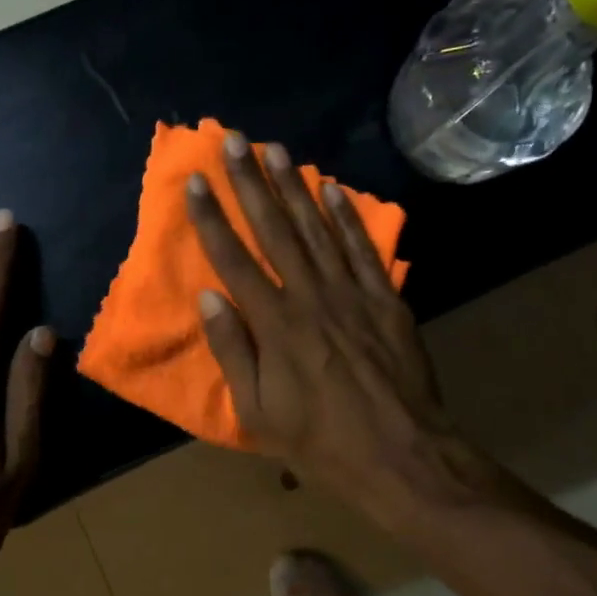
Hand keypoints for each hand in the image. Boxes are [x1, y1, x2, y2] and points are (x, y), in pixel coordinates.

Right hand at [185, 133, 500, 526]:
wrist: (400, 454)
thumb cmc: (320, 441)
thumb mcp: (258, 412)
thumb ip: (233, 351)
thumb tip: (208, 298)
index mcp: (274, 326)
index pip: (233, 260)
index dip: (211, 218)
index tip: (196, 182)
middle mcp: (310, 297)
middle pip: (274, 230)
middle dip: (250, 183)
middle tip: (233, 141)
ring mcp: (352, 294)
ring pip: (317, 229)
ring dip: (294, 187)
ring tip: (275, 149)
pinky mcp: (386, 300)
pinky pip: (362, 249)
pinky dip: (347, 217)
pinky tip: (332, 189)